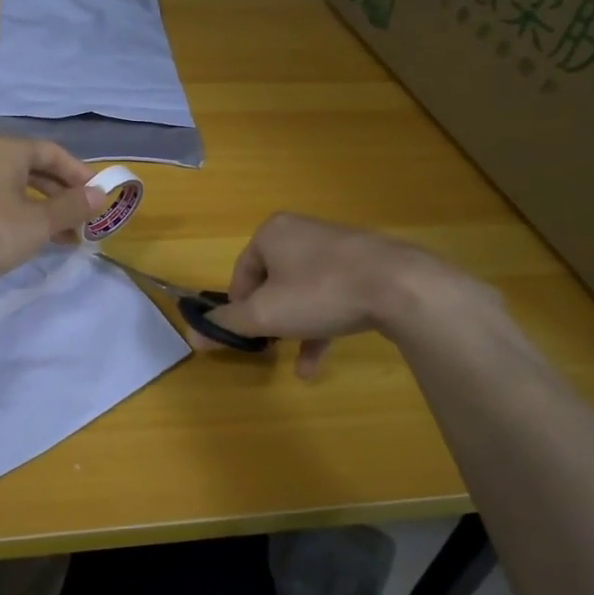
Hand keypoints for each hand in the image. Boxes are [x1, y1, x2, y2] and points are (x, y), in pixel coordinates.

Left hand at [0, 137, 98, 283]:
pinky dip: (21, 217)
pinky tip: (32, 241)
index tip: (99, 198)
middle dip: (63, 196)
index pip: (54, 153)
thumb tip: (100, 194)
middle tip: (84, 220)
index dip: (80, 174)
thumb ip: (71, 207)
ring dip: (44, 210)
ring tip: (66, 238)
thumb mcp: (37, 223)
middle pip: (36, 169)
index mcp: (8, 150)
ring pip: (18, 189)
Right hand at [205, 213, 495, 376]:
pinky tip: (318, 363)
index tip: (247, 335)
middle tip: (271, 344)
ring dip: (295, 327)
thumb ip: (227, 324)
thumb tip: (192, 335)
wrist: (401, 286)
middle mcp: (301, 232)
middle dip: (270, 318)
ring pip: (303, 291)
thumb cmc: (320, 292)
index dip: (239, 308)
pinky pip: (332, 295)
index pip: (241, 273)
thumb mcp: (265, 314)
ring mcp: (337, 247)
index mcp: (272, 233)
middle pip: (271, 282)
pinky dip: (321, 325)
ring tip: (295, 361)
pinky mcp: (366, 265)